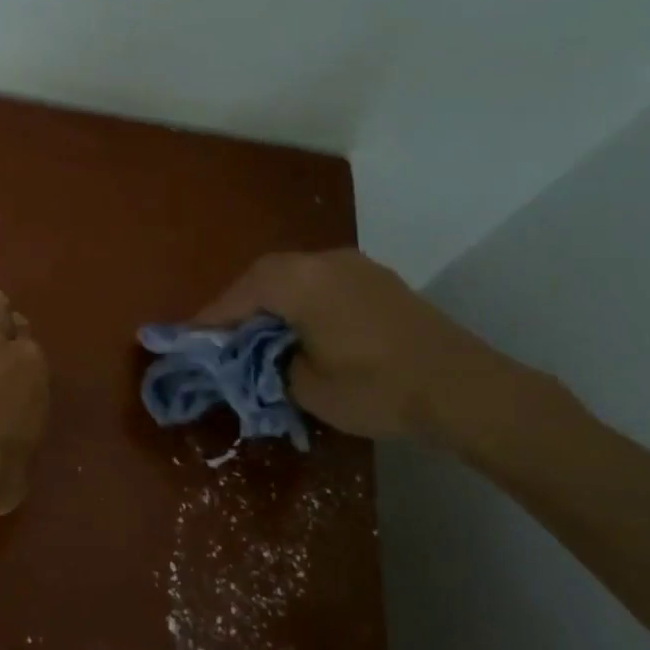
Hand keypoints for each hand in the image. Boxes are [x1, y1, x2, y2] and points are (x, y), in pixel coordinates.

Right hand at [194, 249, 528, 442]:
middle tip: (219, 335)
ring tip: (256, 332)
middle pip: (264, 276)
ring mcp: (355, 266)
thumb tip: (257, 357)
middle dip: (238, 305)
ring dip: (270, 301)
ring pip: (294, 276)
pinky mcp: (377, 280)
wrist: (464, 388)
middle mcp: (323, 261)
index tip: (185, 338)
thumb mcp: (306, 387)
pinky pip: (322, 283)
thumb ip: (269, 365)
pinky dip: (300, 301)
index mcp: (299, 282)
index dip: (210, 319)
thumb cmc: (377, 388)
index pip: (240, 295)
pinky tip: (299, 327)